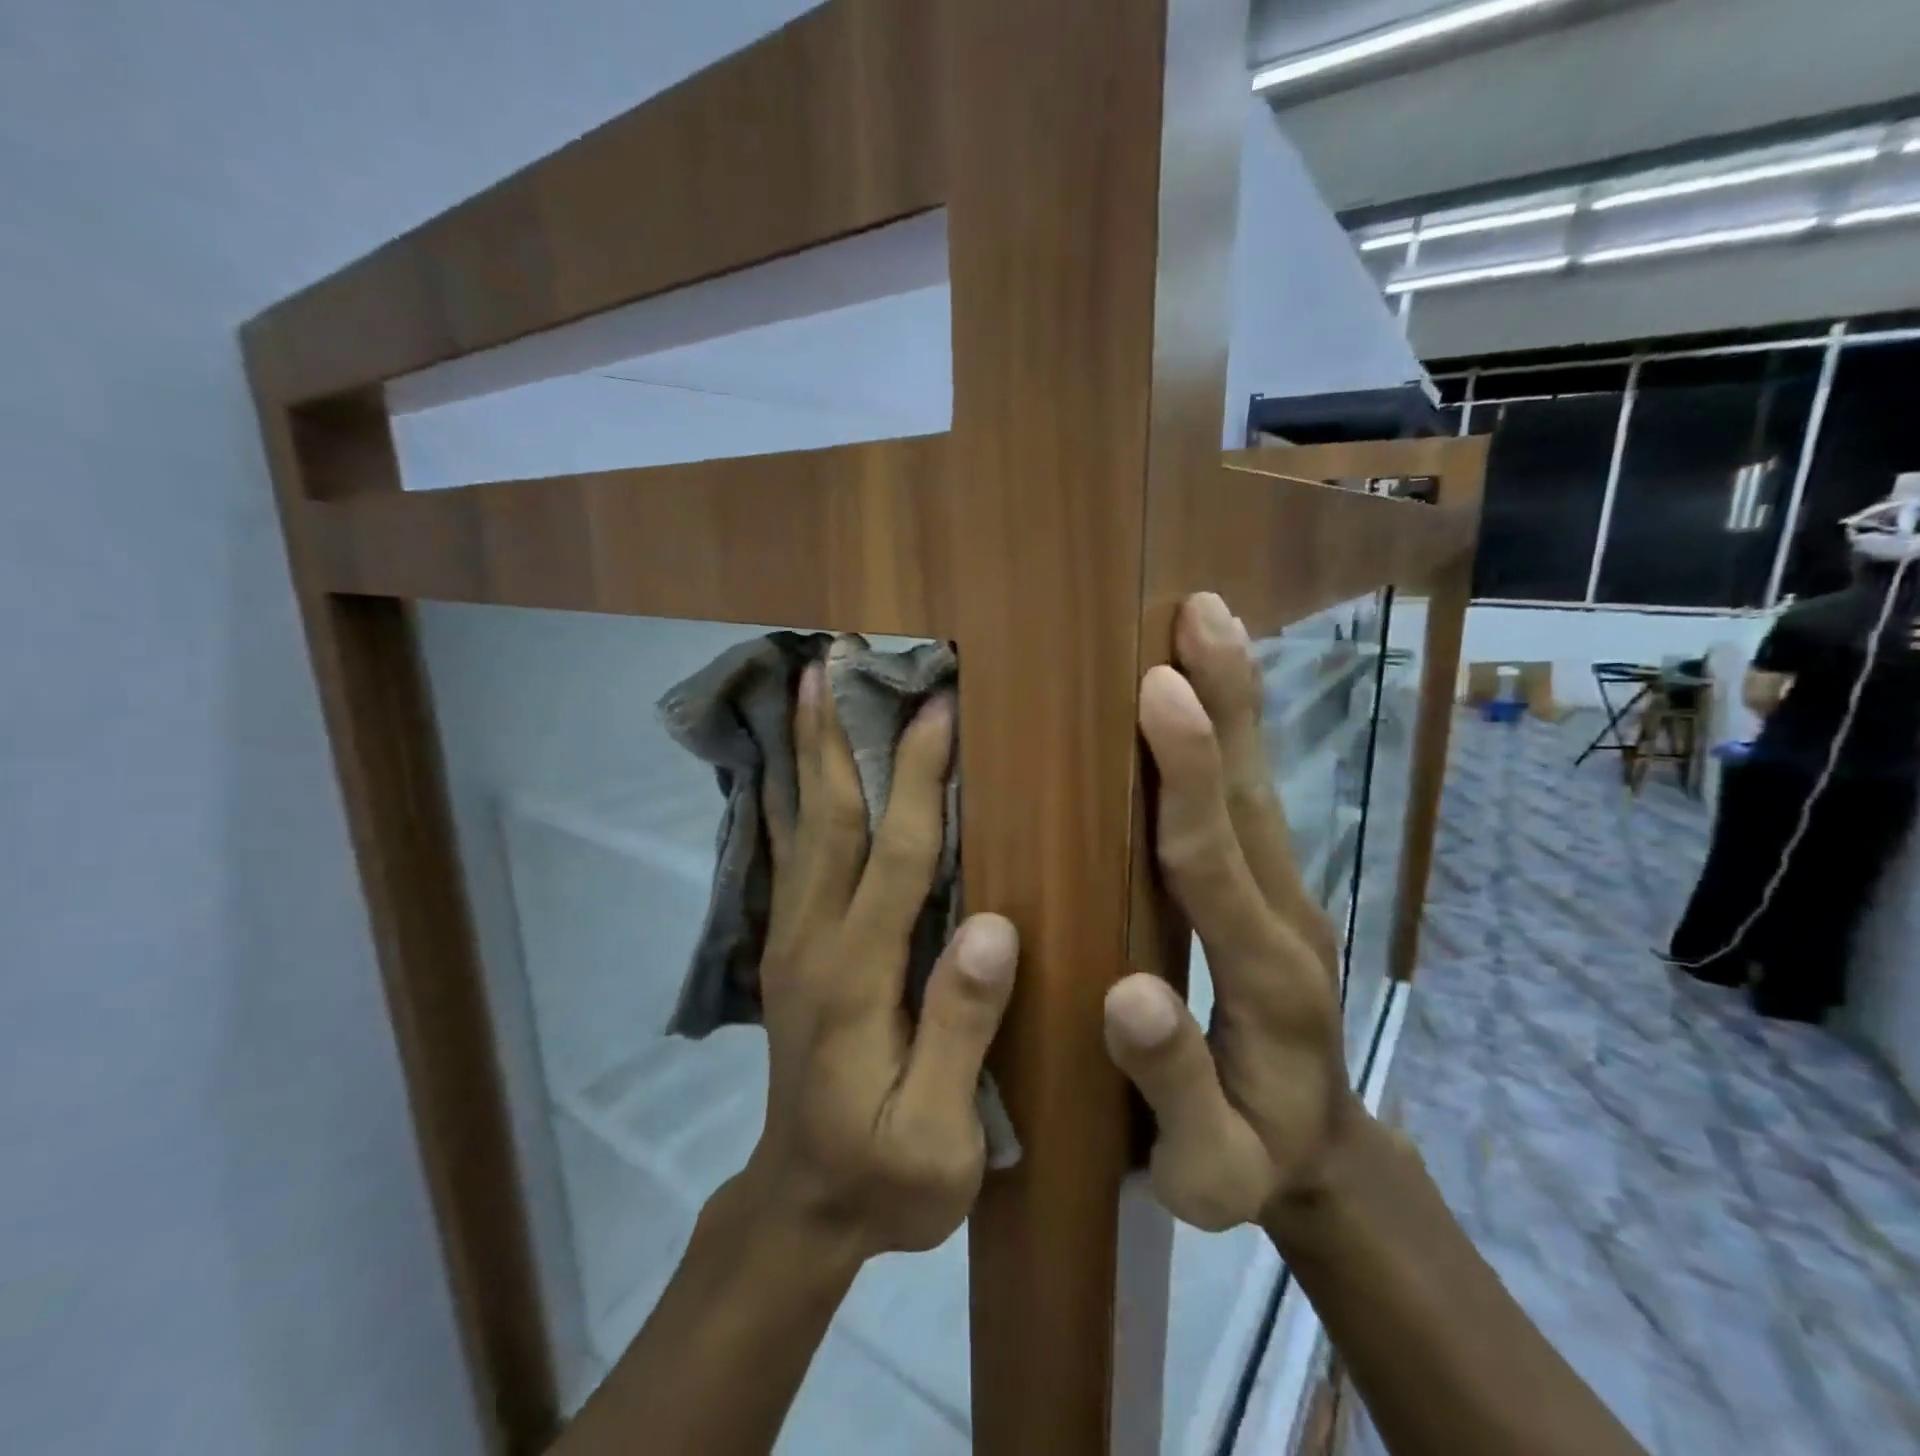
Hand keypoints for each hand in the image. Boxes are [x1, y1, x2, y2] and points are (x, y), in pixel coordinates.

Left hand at [748, 656, 1017, 1257]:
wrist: (800, 1206)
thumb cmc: (884, 1179)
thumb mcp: (936, 1137)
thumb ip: (961, 1033)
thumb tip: (994, 928)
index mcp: (857, 978)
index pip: (895, 858)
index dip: (918, 781)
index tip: (939, 709)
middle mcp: (813, 940)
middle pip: (831, 820)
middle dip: (841, 735)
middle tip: (842, 660)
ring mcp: (792, 939)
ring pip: (801, 825)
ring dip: (806, 750)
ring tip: (809, 684)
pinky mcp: (789, 945)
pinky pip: (788, 852)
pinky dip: (789, 794)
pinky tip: (792, 759)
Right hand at [1104, 592, 1363, 1235]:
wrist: (1320, 1154)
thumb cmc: (1250, 1163)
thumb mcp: (1207, 1168)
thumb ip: (1174, 1086)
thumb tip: (1125, 992)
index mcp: (1266, 980)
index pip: (1217, 862)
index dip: (1188, 776)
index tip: (1160, 690)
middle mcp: (1287, 917)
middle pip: (1250, 797)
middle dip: (1226, 701)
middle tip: (1199, 613)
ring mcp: (1287, 895)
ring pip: (1256, 786)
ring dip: (1234, 700)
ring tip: (1207, 621)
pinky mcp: (1274, 887)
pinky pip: (1248, 800)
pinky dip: (1230, 734)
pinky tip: (1207, 689)